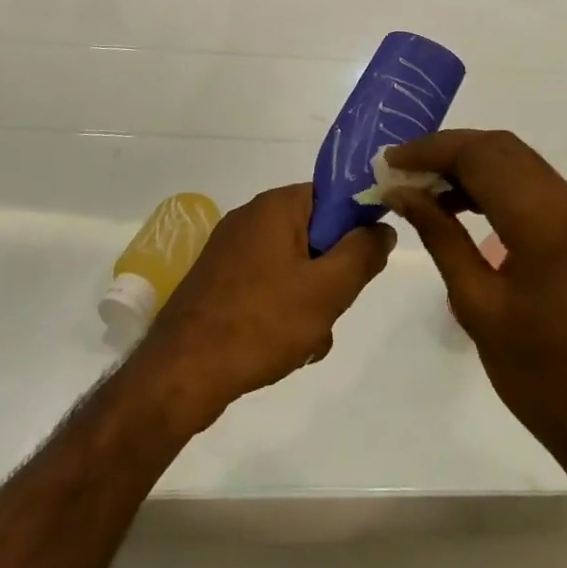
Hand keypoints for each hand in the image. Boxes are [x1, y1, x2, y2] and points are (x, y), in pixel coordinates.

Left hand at [132, 184, 393, 428]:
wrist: (183, 370)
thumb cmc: (262, 322)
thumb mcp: (327, 290)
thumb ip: (362, 254)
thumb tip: (382, 227)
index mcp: (276, 205)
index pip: (332, 197)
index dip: (354, 227)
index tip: (362, 264)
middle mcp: (251, 217)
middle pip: (314, 234)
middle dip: (330, 275)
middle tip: (329, 308)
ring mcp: (230, 249)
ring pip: (293, 266)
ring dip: (309, 301)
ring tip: (305, 339)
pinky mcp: (218, 280)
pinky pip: (267, 285)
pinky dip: (281, 311)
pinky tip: (282, 348)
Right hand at [384, 131, 566, 469]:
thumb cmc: (543, 377)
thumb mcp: (478, 306)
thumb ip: (440, 236)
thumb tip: (402, 192)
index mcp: (543, 221)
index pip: (479, 155)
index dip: (430, 150)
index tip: (389, 163)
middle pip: (500, 148)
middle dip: (447, 150)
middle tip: (403, 173)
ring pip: (517, 161)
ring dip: (470, 164)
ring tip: (424, 190)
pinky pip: (532, 185)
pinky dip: (493, 183)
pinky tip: (461, 207)